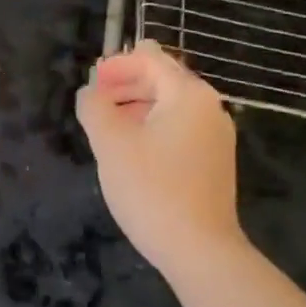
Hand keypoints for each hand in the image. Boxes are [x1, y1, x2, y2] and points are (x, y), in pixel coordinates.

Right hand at [76, 40, 243, 273]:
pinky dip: (152, 127)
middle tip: (93, 103)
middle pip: (163, 79)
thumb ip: (94, 107)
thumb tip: (90, 92)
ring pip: (170, 106)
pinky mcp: (213, 161)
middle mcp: (209, 107)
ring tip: (106, 126)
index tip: (90, 81)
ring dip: (136, 106)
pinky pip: (178, 129)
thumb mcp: (110, 143)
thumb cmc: (151, 189)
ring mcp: (215, 136)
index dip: (117, 63)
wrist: (198, 249)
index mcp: (188, 94)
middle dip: (125, 83)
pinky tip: (131, 150)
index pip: (151, 58)